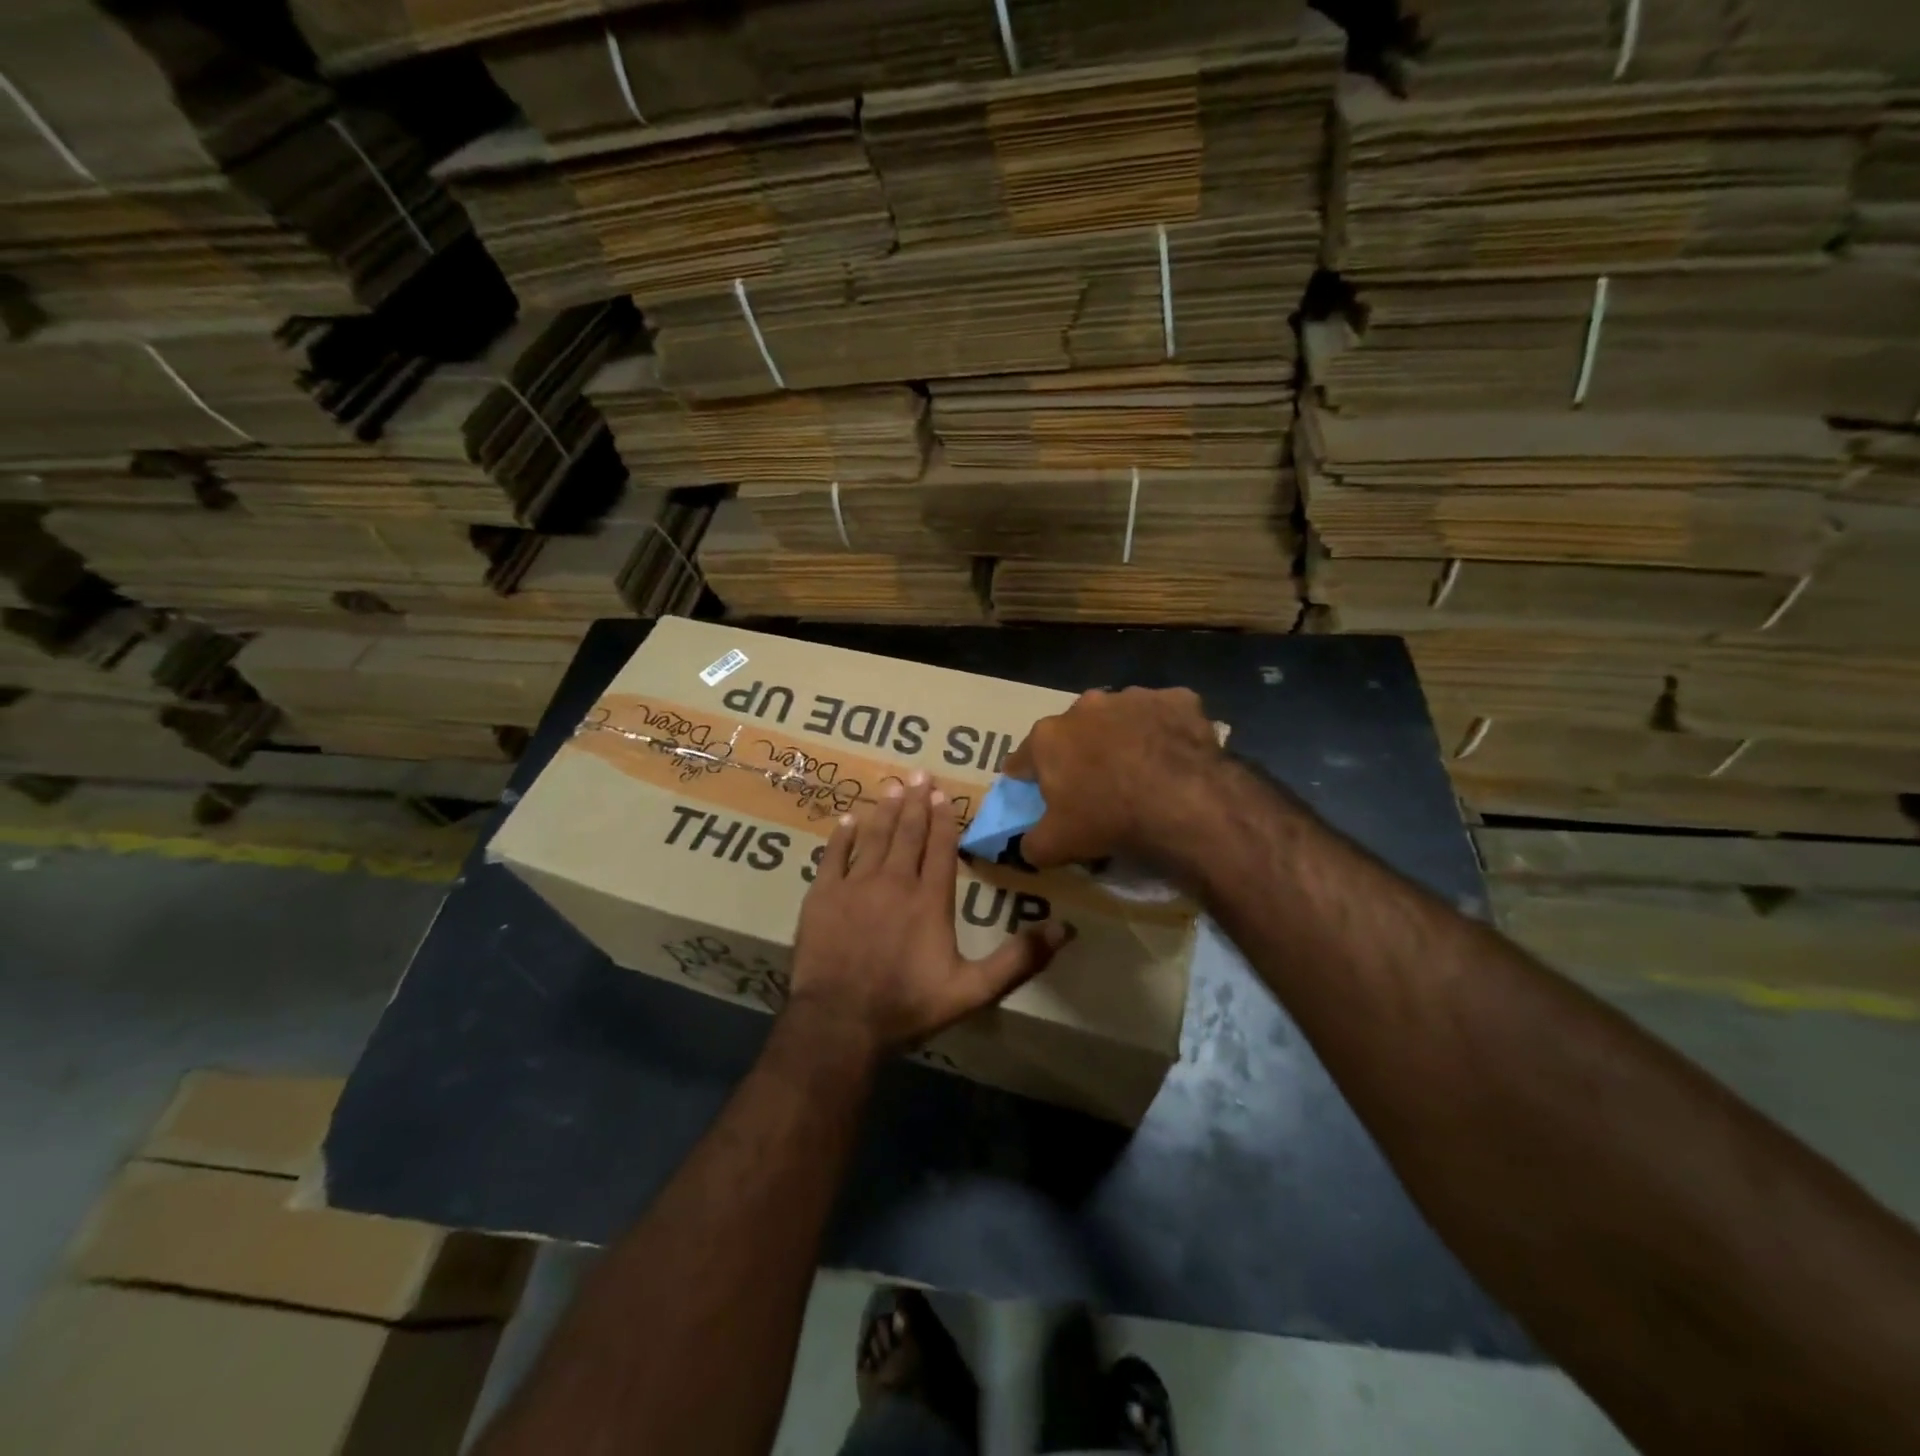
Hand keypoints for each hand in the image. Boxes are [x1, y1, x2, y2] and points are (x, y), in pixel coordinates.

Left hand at [788, 773, 1072, 1059]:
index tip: (942, 793)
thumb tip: (1065, 929)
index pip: (940, 848)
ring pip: (874, 837)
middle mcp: (894, 882)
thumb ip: (1019, 959)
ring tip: (892, 786)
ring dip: (884, 810)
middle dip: (915, 802)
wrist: (840, 1022)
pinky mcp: (822, 896)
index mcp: (930, 900)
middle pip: (907, 834)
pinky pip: (833, 856)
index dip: (943, 819)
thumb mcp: (973, 990)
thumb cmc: (908, 1005)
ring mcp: (855, 886)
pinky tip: (847, 820)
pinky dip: (841, 836)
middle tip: (918, 774)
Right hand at [1005, 687, 1224, 868]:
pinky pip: (1165, 715)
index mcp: (1048, 737)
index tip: (1038, 794)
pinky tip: (1175, 758)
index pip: (1023, 759)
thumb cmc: (1109, 820)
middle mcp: (1086, 706)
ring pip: (1119, 718)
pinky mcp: (1177, 700)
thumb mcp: (1055, 846)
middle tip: (1095, 786)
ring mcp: (1133, 697)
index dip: (1028, 779)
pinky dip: (1165, 731)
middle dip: (1079, 753)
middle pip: (1074, 732)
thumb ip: (1032, 843)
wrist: (1185, 805)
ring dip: (1122, 738)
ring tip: (1140, 772)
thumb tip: (1028, 844)